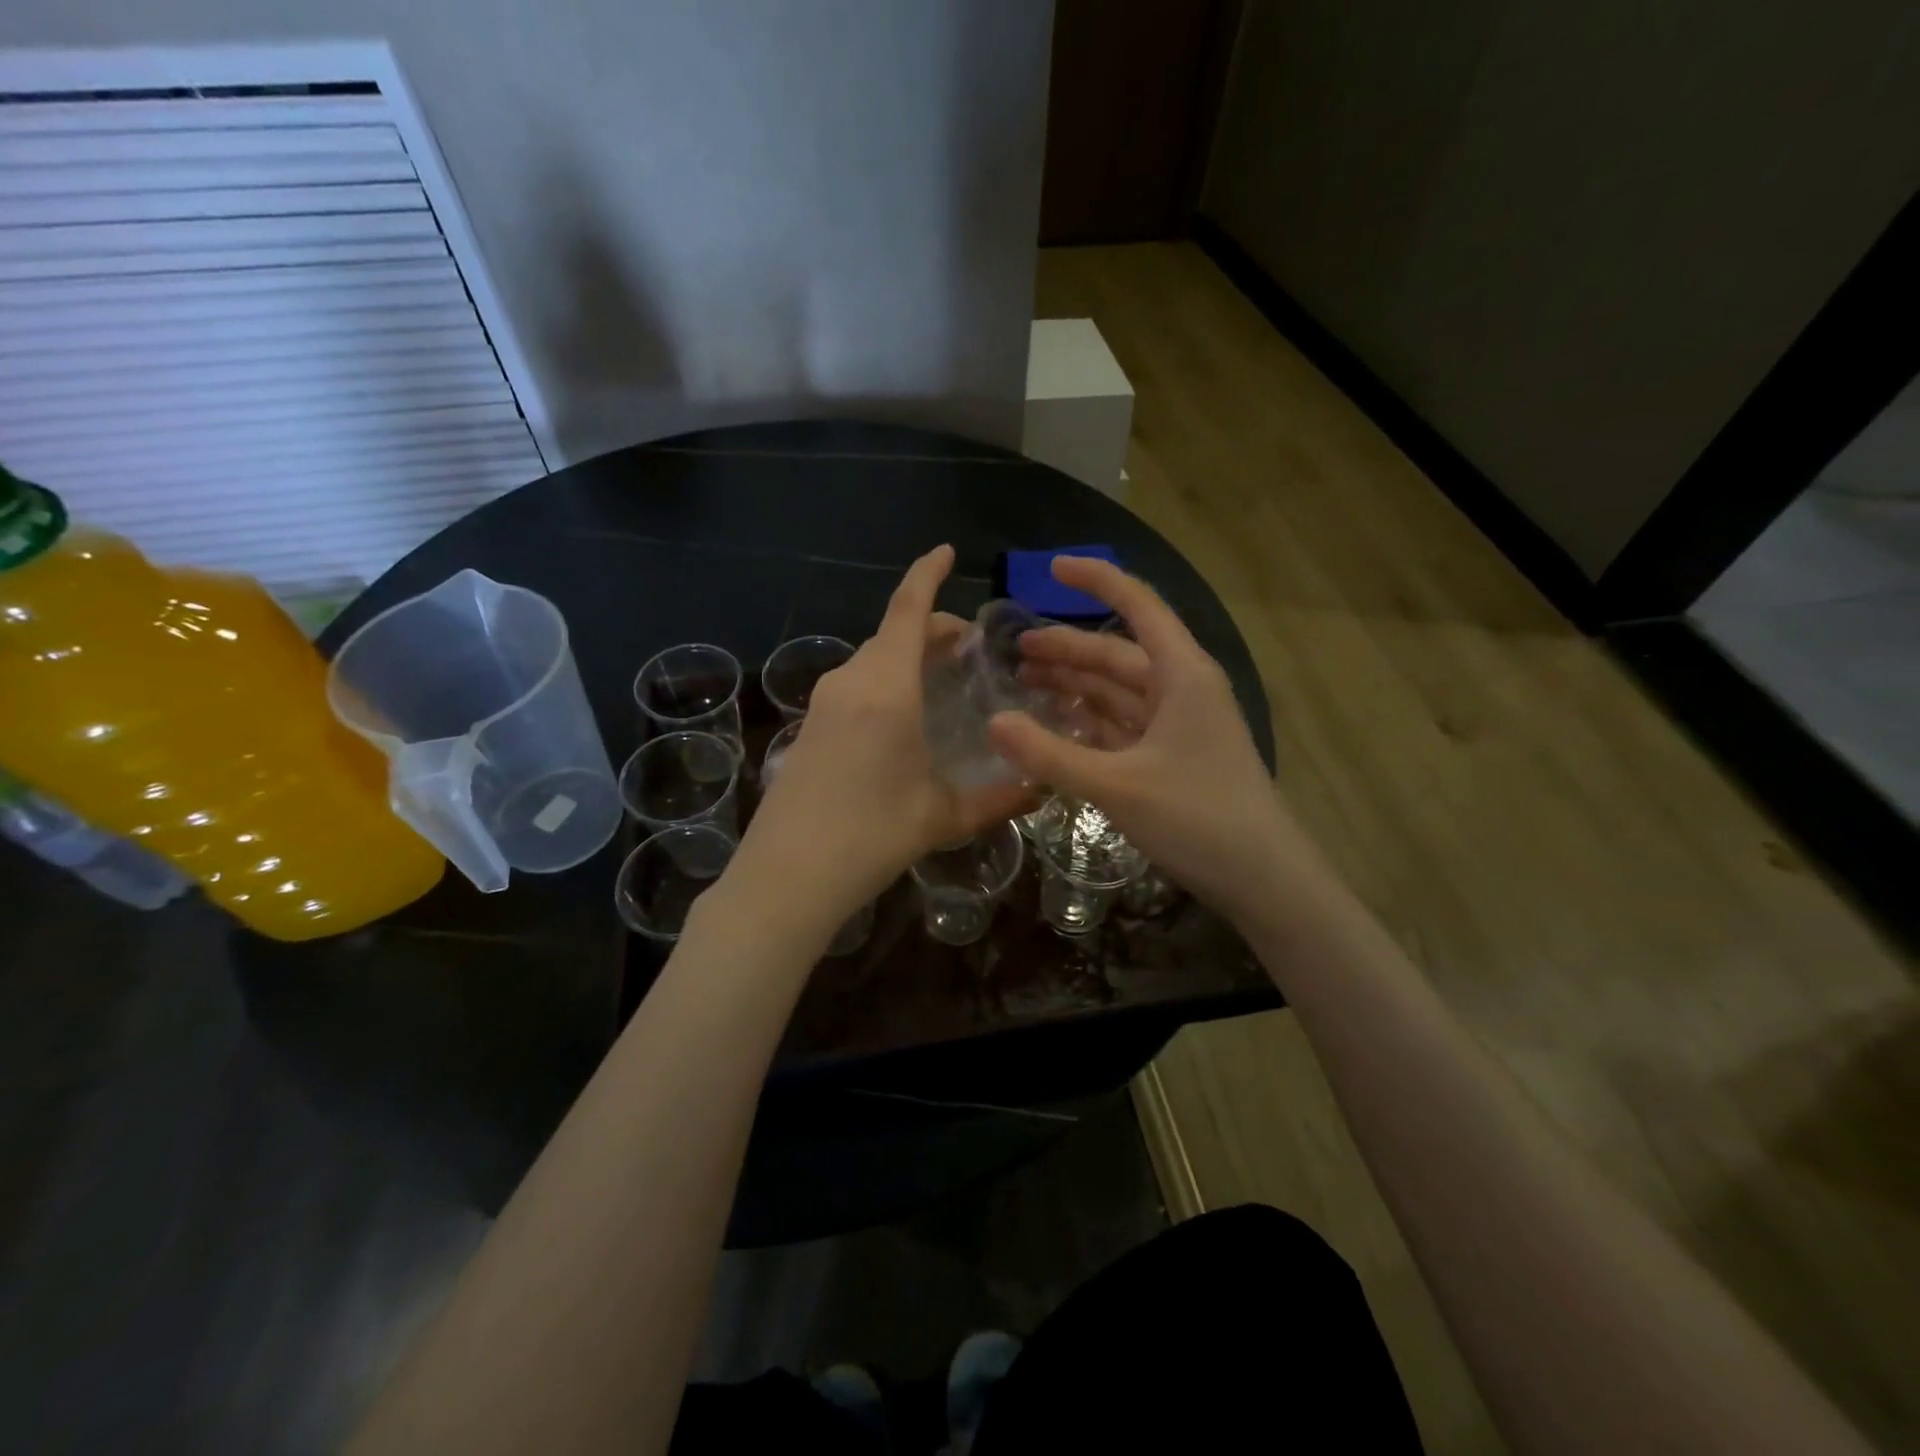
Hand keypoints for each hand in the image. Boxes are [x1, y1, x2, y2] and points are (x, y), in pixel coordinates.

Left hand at [728, 545, 1033, 930]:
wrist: (787, 875)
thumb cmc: (870, 836)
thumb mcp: (942, 816)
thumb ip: (997, 798)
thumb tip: (1041, 786)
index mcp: (886, 688)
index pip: (907, 611)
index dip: (927, 575)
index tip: (946, 552)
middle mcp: (850, 683)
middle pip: (892, 635)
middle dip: (931, 629)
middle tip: (969, 648)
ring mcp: (823, 705)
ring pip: (872, 661)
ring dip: (906, 657)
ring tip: (941, 679)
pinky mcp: (809, 728)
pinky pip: (854, 686)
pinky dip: (884, 682)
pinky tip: (901, 718)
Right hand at [988, 556, 1325, 923]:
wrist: (1263, 878)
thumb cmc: (1199, 818)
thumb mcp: (1118, 785)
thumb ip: (1051, 755)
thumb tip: (992, 722)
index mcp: (1182, 674)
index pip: (1138, 605)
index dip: (1096, 580)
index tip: (1051, 566)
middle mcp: (1182, 689)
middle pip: (1118, 653)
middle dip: (1067, 647)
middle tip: (1014, 650)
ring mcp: (1179, 724)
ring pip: (1119, 690)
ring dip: (1076, 683)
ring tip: (1025, 681)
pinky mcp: (1173, 756)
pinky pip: (1123, 724)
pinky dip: (1090, 720)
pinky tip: (1057, 725)